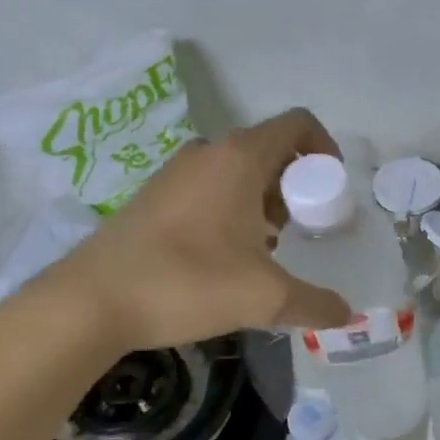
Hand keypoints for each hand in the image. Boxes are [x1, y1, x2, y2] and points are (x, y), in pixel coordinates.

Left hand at [48, 108, 353, 350]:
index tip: (332, 194)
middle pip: (271, 150)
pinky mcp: (155, 199)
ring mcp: (176, 175)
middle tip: (305, 230)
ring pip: (239, 172)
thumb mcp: (265, 298)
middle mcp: (208, 154)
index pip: (298, 125)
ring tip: (270, 250)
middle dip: (298, 186)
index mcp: (239, 159)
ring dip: (266, 202)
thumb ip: (316, 304)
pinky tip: (229, 259)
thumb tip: (347, 314)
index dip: (326, 151)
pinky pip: (211, 190)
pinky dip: (234, 211)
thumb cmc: (187, 283)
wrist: (91, 302)